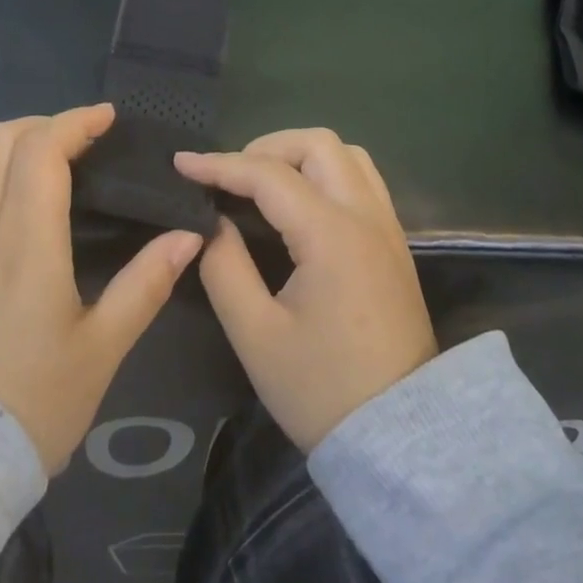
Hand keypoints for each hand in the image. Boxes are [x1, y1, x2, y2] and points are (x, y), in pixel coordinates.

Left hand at [0, 105, 205, 474]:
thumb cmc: (33, 401)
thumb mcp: (102, 348)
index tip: (107, 119)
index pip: (42, 148)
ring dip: (7, 141)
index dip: (76, 122)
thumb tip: (188, 236)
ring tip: (41, 158)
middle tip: (81, 141)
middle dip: (44, 124)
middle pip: (0, 139)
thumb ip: (146, 284)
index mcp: (26, 238)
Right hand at [176, 130, 435, 453]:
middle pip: (318, 144)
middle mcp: (366, 217)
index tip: (181, 164)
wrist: (401, 438)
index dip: (219, 164)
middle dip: (265, 147)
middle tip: (229, 176)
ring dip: (300, 155)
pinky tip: (299, 202)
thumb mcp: (255, 334)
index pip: (268, 175)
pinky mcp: (394, 243)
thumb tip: (212, 223)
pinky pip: (361, 179)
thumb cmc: (321, 389)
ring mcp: (387, 227)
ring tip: (262, 182)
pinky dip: (325, 172)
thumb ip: (224, 267)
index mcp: (332, 236)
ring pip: (346, 155)